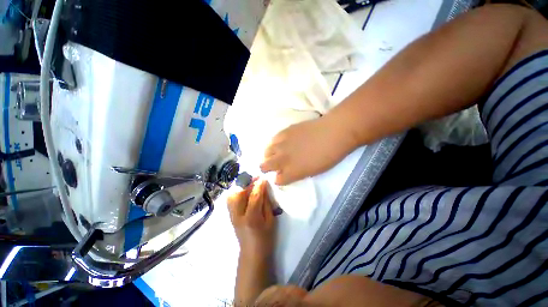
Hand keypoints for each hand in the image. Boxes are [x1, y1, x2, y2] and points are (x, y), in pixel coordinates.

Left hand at [227, 180, 276, 258]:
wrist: (252, 254)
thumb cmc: (266, 239)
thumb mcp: (271, 220)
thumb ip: (266, 203)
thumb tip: (264, 188)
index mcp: (251, 218)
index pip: (254, 197)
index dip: (259, 185)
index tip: (263, 178)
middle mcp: (238, 216)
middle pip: (239, 194)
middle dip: (247, 183)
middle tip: (256, 178)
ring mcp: (232, 216)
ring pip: (232, 196)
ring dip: (241, 187)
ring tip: (250, 183)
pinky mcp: (230, 216)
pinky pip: (230, 200)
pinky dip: (236, 192)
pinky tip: (243, 191)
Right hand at [260, 115, 355, 185]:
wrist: (332, 133)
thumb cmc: (327, 157)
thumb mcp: (312, 172)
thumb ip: (296, 174)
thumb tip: (287, 172)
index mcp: (291, 172)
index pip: (278, 180)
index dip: (279, 179)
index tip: (282, 177)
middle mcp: (282, 159)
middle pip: (264, 166)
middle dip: (265, 168)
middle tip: (270, 167)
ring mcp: (281, 145)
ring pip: (266, 152)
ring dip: (269, 156)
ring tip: (273, 155)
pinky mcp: (283, 132)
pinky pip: (272, 140)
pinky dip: (274, 144)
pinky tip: (278, 144)